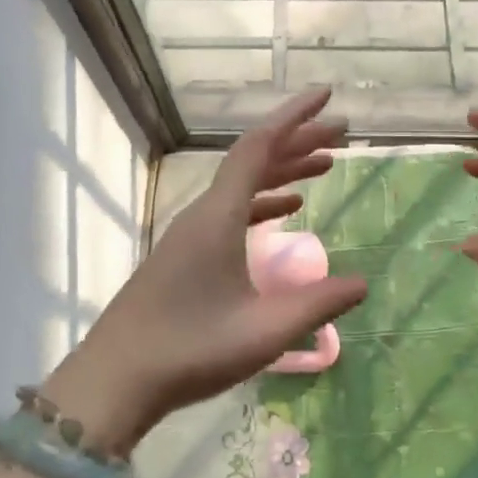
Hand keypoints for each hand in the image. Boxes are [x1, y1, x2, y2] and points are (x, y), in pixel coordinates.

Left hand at [44, 89, 366, 452]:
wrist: (114, 381)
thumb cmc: (190, 350)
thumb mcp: (265, 331)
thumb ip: (318, 304)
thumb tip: (363, 283)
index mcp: (219, 215)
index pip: (260, 146)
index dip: (295, 117)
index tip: (326, 96)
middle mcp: (204, 212)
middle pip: (254, 159)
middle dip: (298, 141)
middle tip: (340, 133)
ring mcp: (191, 231)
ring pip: (243, 184)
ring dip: (283, 170)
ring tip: (323, 165)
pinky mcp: (185, 253)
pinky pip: (232, 209)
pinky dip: (263, 201)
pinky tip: (288, 210)